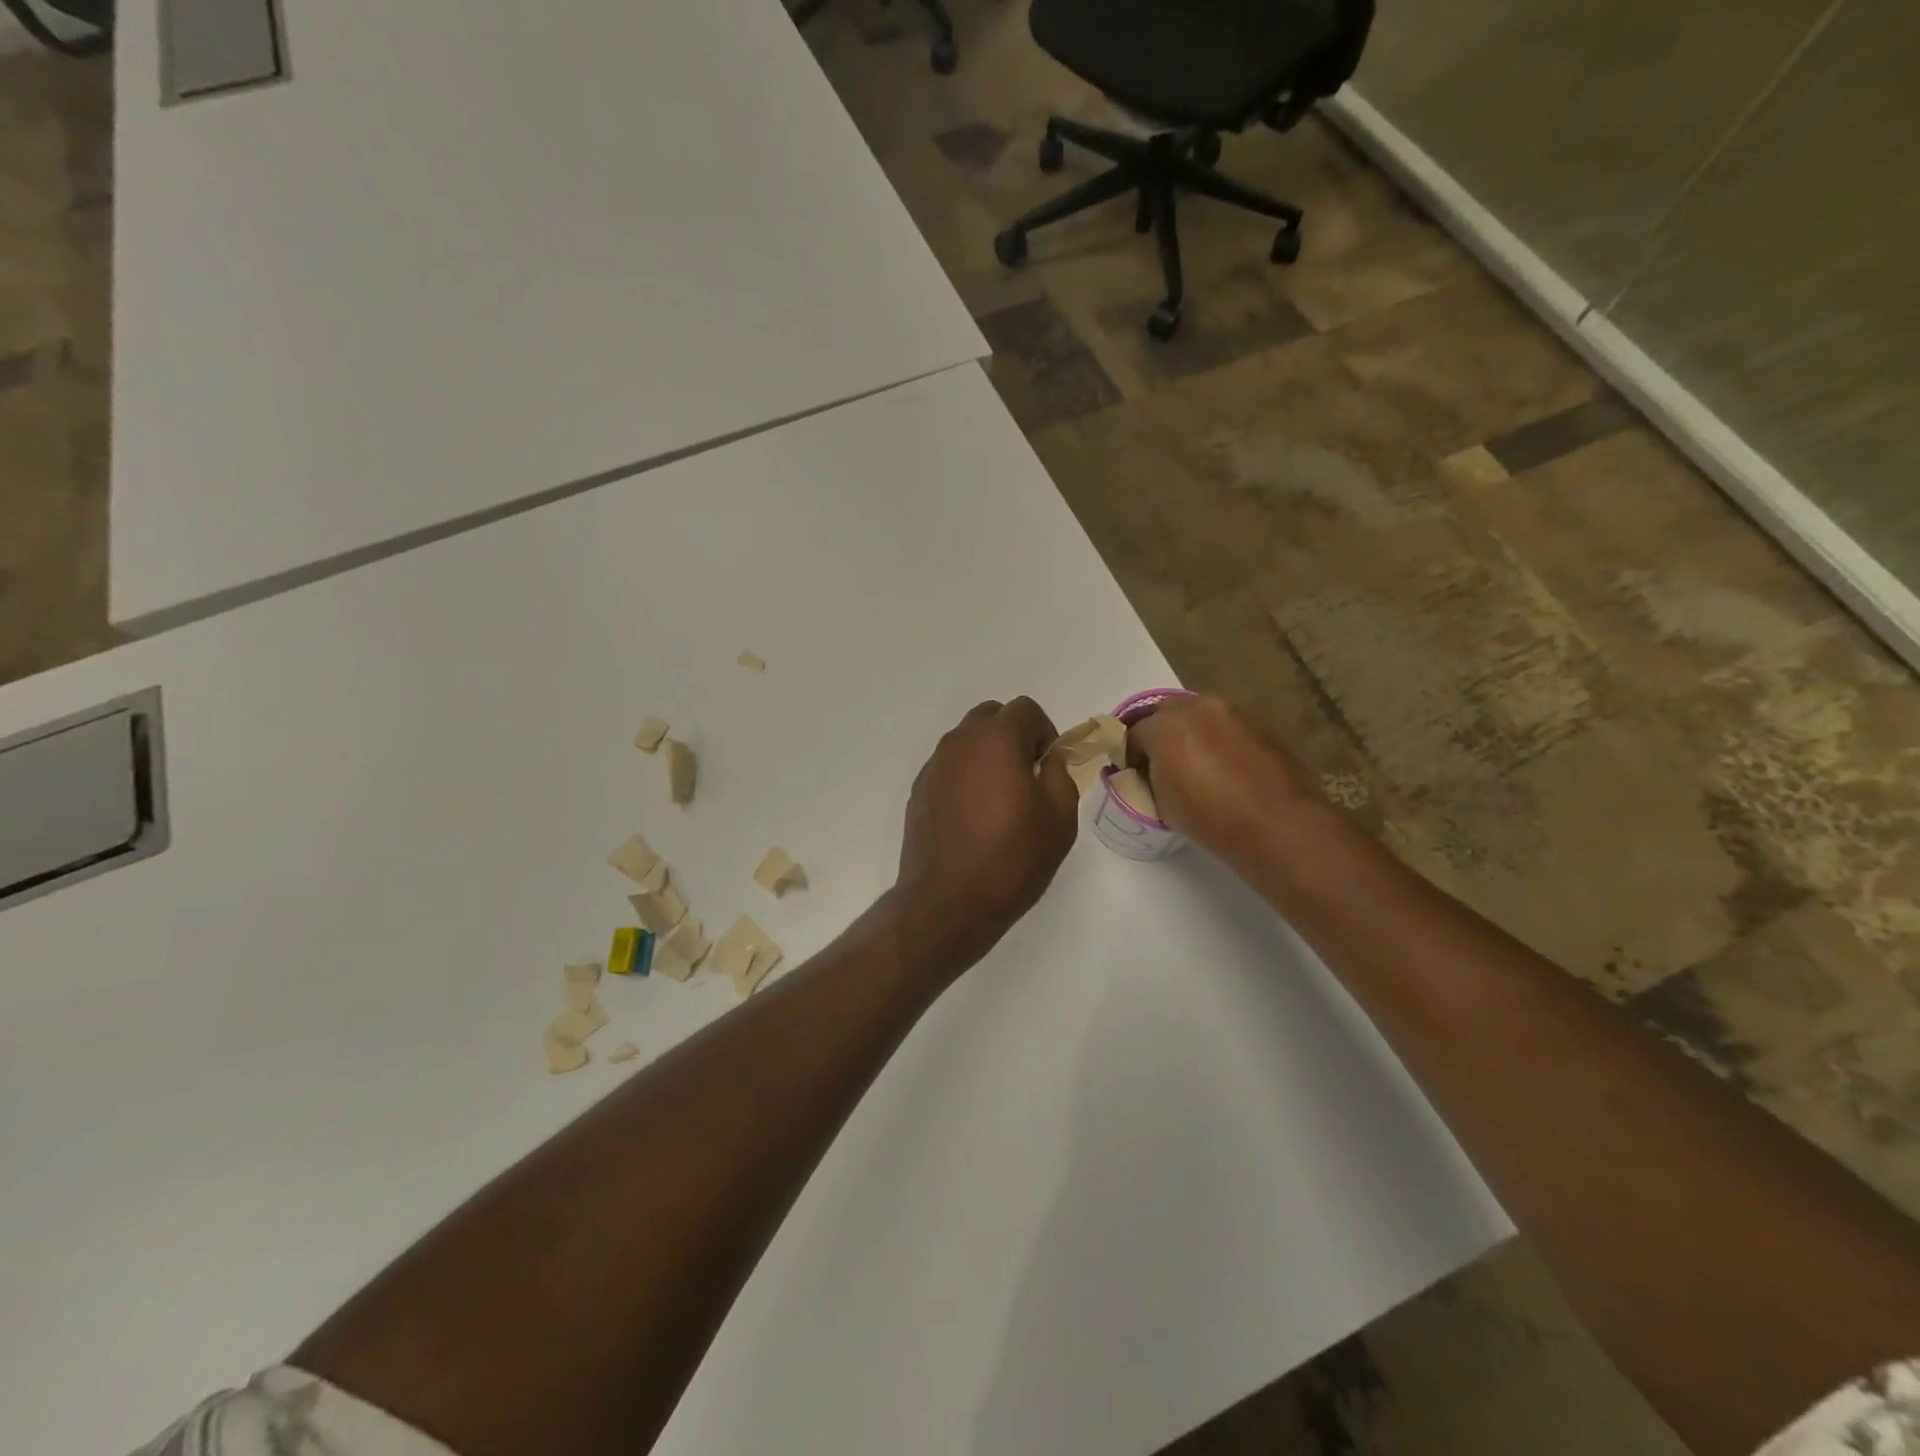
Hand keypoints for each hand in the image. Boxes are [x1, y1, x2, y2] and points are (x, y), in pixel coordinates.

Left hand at [888, 697, 1080, 978]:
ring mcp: (934, 766)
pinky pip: (949, 768)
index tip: (1048, 766)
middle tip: (1027, 777)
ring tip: (999, 800)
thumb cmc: (1012, 858)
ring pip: (966, 742)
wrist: (948, 902)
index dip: (1044, 732)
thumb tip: (1049, 761)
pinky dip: (965, 777)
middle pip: (991, 717)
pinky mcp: (919, 790)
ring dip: (987, 756)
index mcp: (996, 739)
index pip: (1024, 709)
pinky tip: (973, 817)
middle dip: (1013, 736)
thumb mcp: (1059, 819)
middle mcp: (960, 742)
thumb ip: (1060, 776)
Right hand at [1127, 695, 1320, 846]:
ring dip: (1191, 734)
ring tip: (1195, 767)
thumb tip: (1153, 771)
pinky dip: (1219, 742)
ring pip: (1200, 717)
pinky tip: (1224, 770)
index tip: (1133, 774)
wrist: (1278, 826)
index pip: (1133, 733)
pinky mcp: (1261, 726)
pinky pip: (1227, 729)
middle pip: (1166, 713)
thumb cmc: (1209, 818)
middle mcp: (1198, 708)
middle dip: (1159, 733)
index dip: (1130, 754)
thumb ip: (1150, 776)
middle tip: (1160, 764)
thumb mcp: (1162, 802)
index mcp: (1165, 725)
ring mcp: (1233, 714)